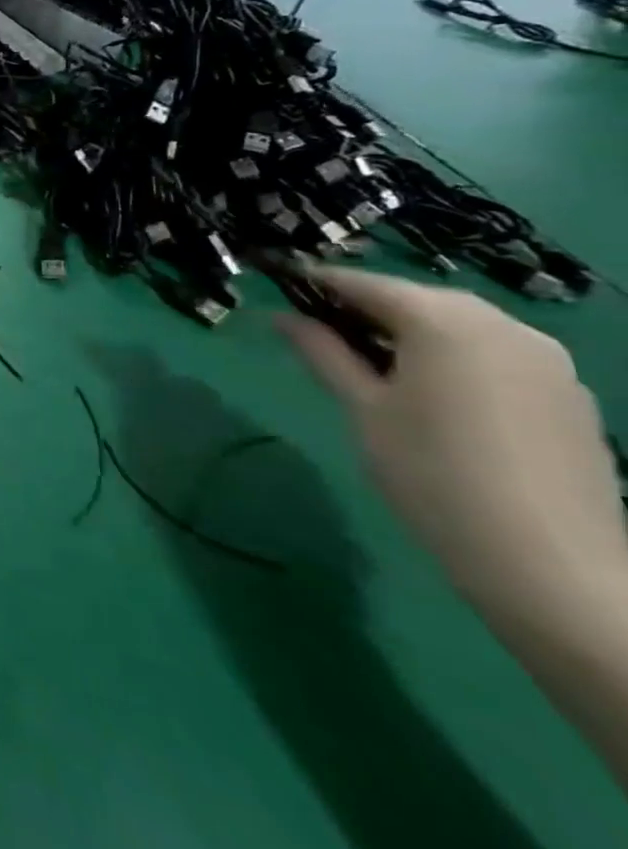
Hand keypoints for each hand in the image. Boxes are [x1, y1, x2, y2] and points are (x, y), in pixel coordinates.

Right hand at [277, 266, 627, 623]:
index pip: (365, 283)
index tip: (279, 283)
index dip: (318, 281)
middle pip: (418, 298)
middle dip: (367, 305)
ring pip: (460, 324)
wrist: (552, 567)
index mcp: (445, 322)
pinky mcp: (568, 394)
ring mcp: (546, 360)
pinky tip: (432, 389)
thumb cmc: (431, 474)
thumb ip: (322, 352)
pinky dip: (454, 354)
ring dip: (412, 330)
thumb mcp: (361, 408)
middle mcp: (502, 326)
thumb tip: (280, 315)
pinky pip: (496, 352)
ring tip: (371, 359)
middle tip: (319, 327)